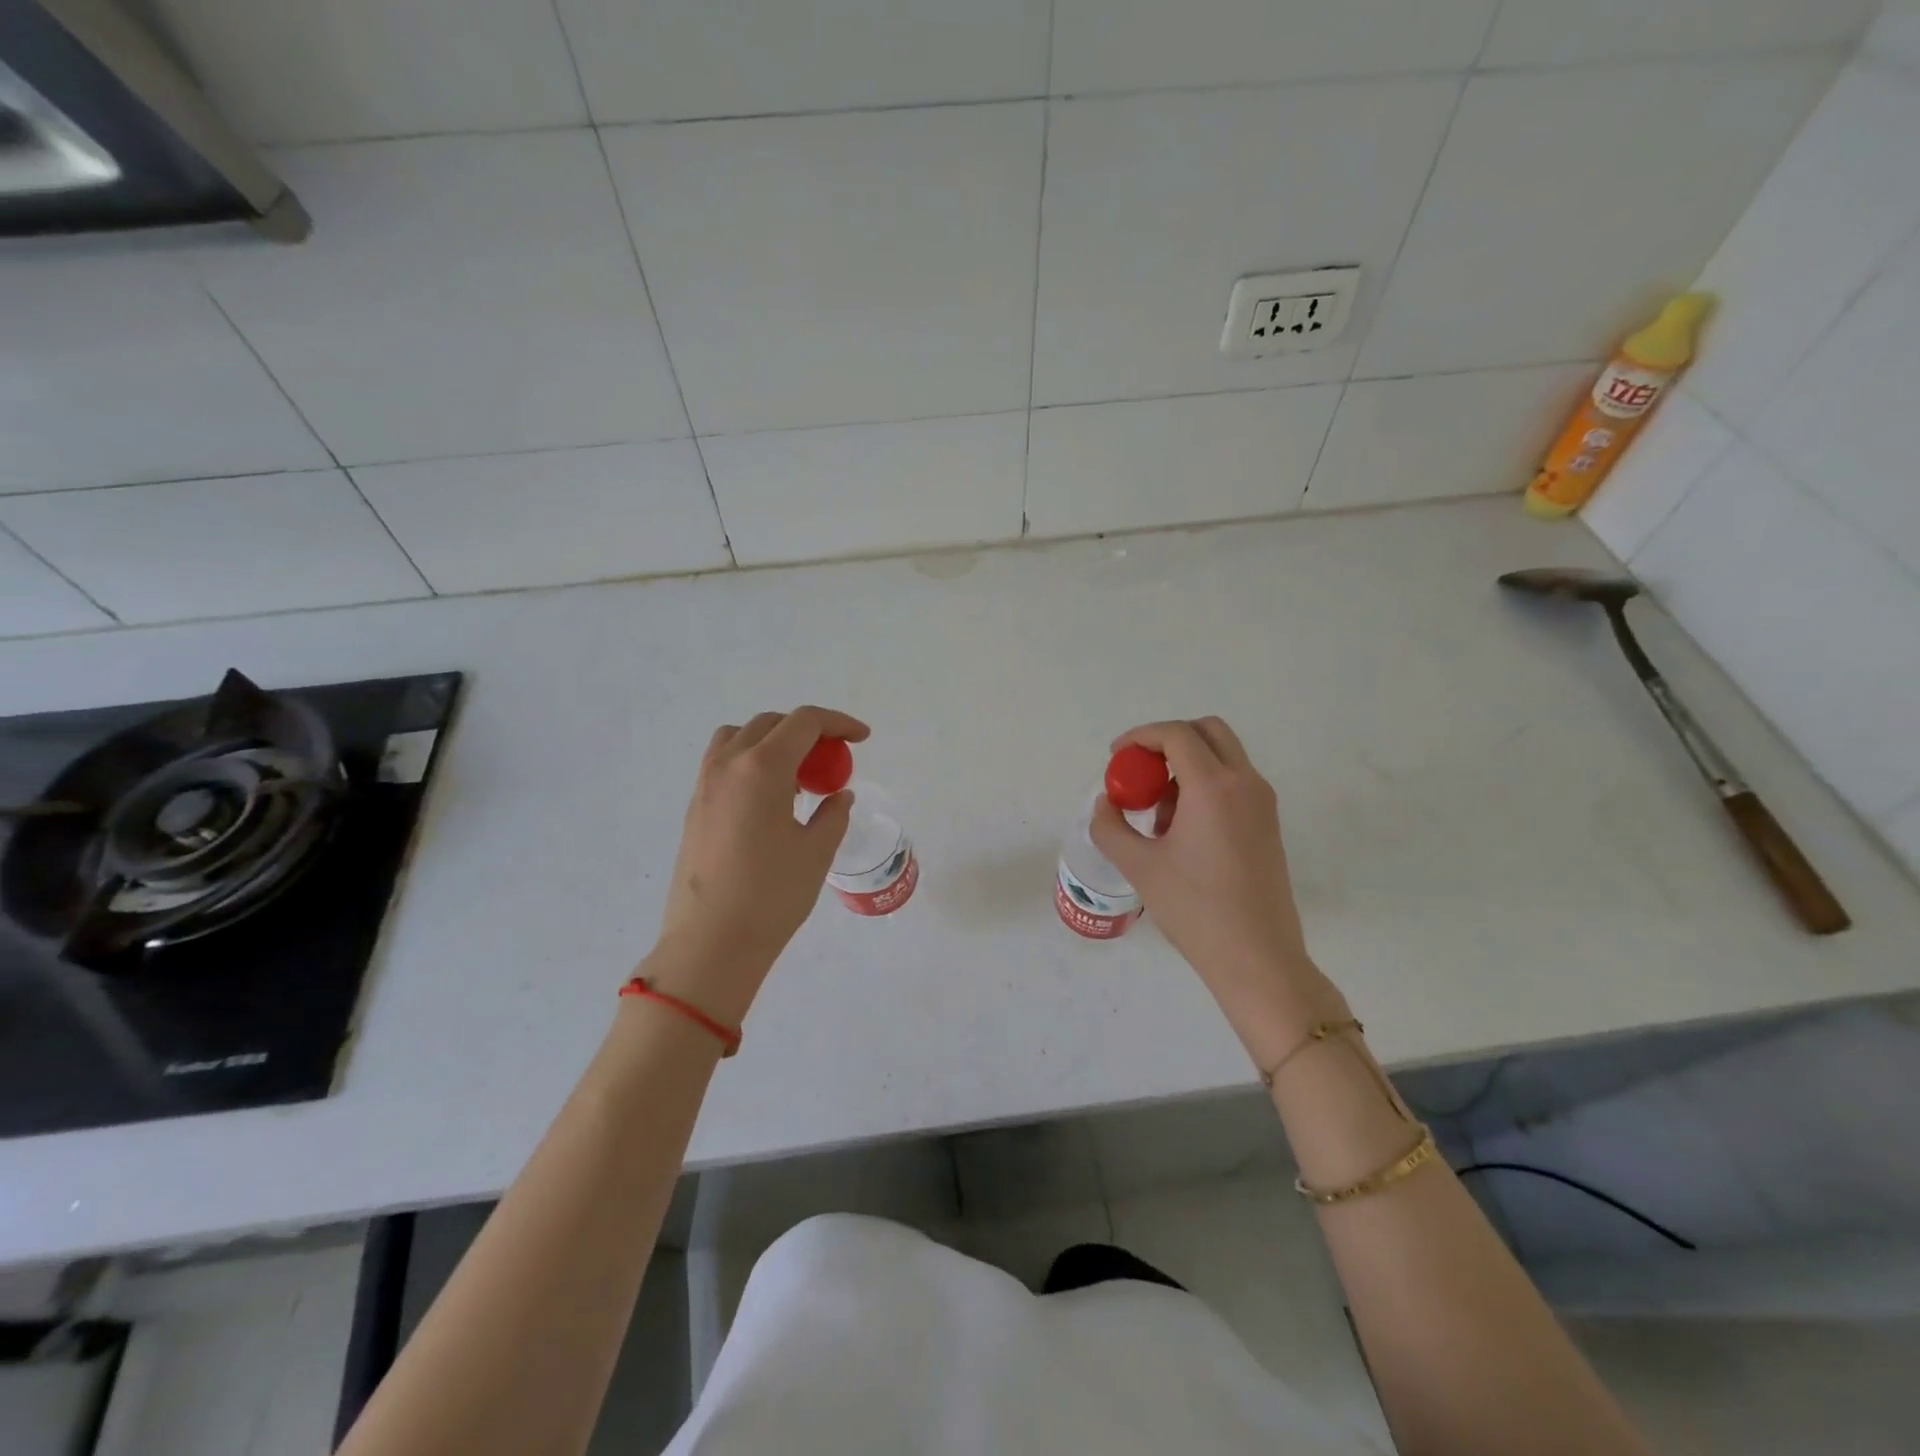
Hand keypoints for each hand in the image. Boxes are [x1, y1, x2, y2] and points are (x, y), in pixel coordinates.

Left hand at [646, 706, 868, 1022]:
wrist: (711, 943)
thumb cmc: (771, 896)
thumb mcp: (816, 852)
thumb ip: (833, 814)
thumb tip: (838, 795)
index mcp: (762, 768)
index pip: (804, 722)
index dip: (838, 723)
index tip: (861, 738)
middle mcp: (728, 765)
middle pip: (771, 723)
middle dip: (807, 731)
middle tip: (832, 761)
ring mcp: (705, 785)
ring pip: (739, 737)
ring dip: (773, 742)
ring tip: (797, 776)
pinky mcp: (694, 808)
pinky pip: (724, 763)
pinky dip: (751, 762)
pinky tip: (770, 800)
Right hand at [1090, 717, 1339, 1054]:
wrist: (1257, 958)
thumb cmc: (1195, 909)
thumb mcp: (1139, 866)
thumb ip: (1111, 827)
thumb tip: (1106, 804)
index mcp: (1213, 787)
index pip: (1176, 735)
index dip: (1140, 737)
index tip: (1116, 757)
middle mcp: (1245, 783)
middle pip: (1207, 731)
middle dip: (1168, 741)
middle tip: (1141, 770)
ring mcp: (1263, 803)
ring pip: (1222, 757)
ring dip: (1186, 766)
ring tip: (1157, 813)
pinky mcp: (1268, 824)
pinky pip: (1233, 783)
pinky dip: (1204, 786)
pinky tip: (1181, 831)